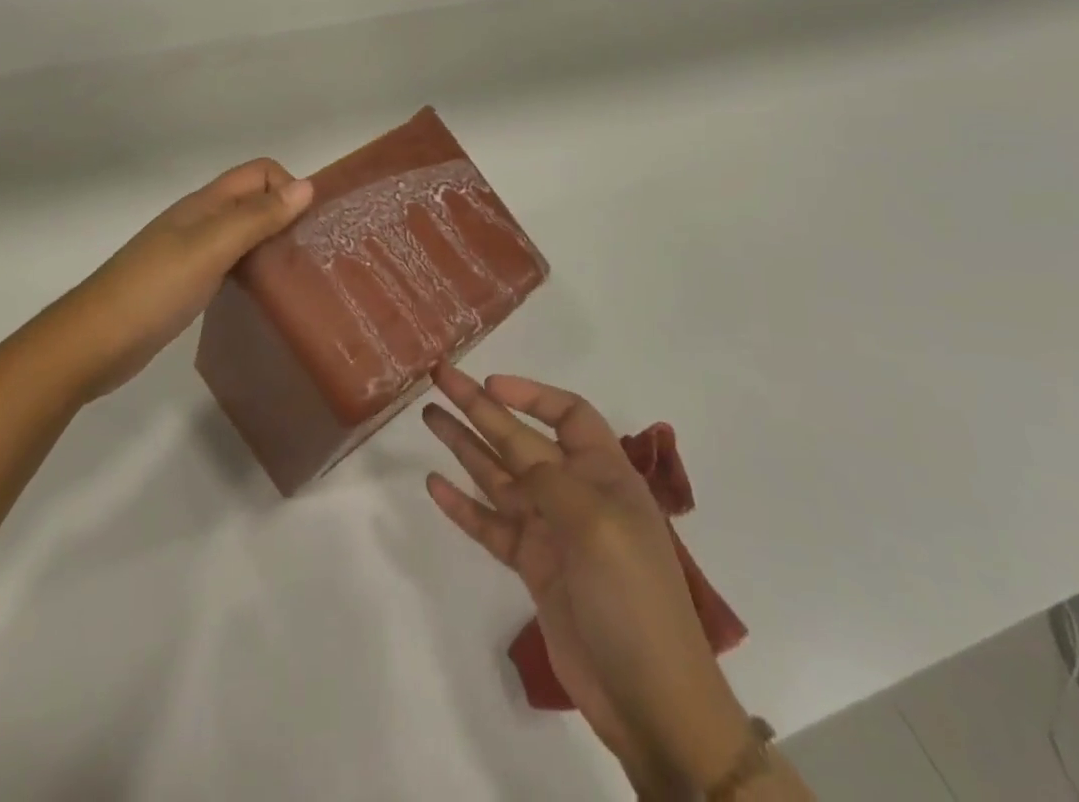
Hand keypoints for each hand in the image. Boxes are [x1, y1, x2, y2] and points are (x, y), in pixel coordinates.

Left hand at [56, 158, 312, 398]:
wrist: (92, 343)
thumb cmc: (153, 290)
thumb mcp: (210, 248)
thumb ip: (256, 217)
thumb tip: (307, 187)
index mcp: (205, 204)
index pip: (259, 173)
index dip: (289, 188)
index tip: (310, 227)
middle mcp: (201, 221)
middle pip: (255, 202)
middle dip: (287, 216)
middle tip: (315, 254)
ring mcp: (193, 253)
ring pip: (245, 234)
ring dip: (273, 244)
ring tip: (300, 275)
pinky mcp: (189, 284)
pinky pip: (233, 264)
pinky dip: (255, 270)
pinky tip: (267, 294)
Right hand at [422, 366, 753, 795]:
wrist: (650, 700)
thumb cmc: (633, 597)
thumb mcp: (596, 524)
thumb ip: (549, 480)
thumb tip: (514, 451)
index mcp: (604, 473)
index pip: (567, 414)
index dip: (530, 394)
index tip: (489, 383)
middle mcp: (575, 492)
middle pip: (519, 438)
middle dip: (480, 408)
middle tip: (440, 378)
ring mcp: (551, 530)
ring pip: (498, 476)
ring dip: (464, 446)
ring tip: (428, 417)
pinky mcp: (533, 566)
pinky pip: (491, 524)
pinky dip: (463, 505)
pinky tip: (435, 484)